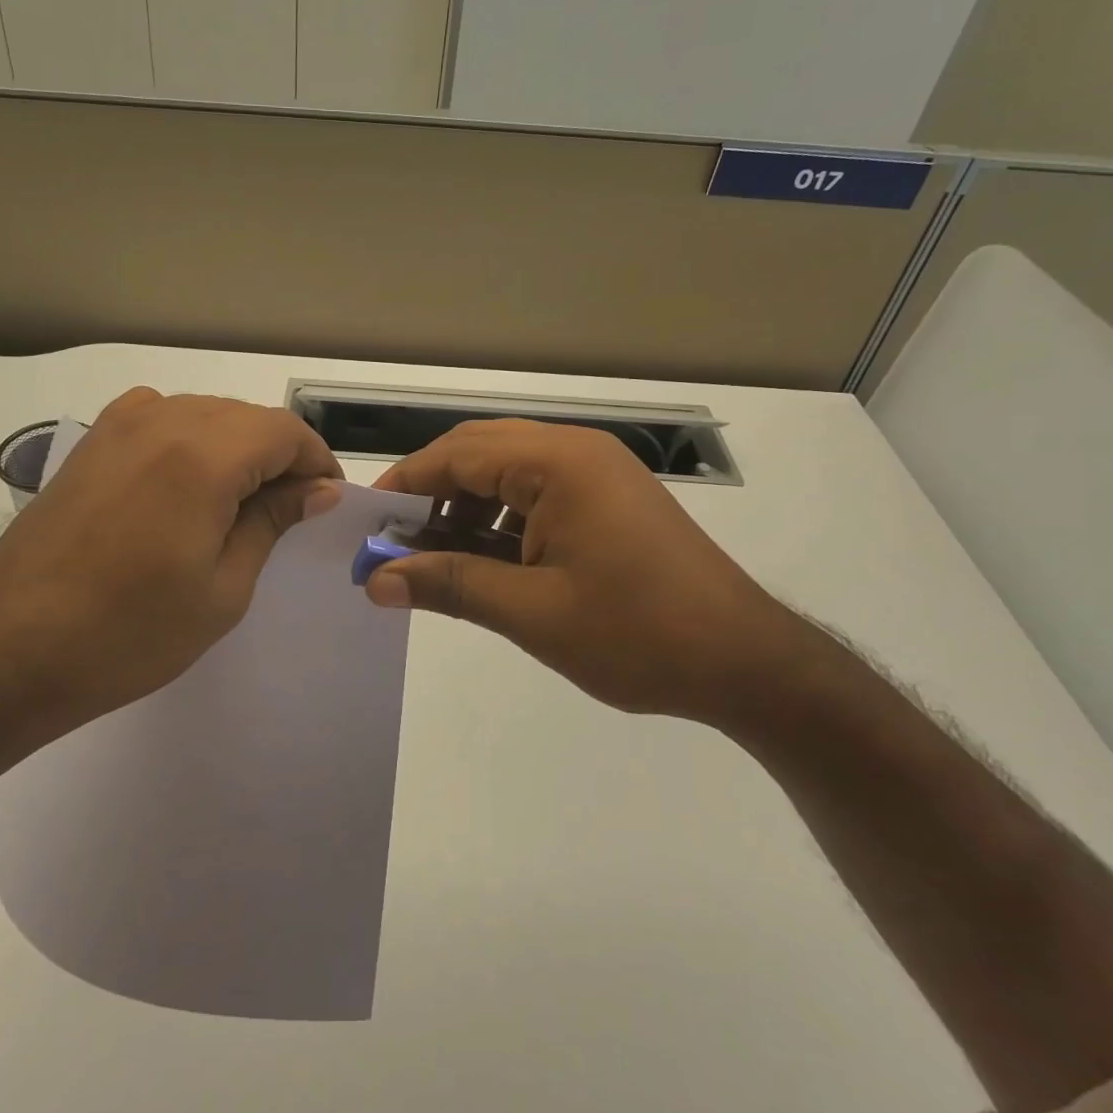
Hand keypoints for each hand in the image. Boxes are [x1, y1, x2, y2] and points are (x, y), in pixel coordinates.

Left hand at [0, 388, 341, 748]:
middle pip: (247, 417)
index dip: (315, 462)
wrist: (10, 649)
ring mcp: (119, 425)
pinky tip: (185, 487)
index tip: (324, 502)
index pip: (285, 431)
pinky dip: (190, 442)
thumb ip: (272, 522)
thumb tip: (316, 488)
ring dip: (235, 448)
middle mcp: (162, 420)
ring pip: (205, 413)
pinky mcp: (91, 441)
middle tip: (287, 512)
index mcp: (204, 456)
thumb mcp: (223, 588)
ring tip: (237, 506)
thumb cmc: (129, 632)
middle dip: (279, 456)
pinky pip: (162, 419)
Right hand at [367, 420, 819, 726]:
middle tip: (395, 539)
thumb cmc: (637, 633)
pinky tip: (485, 560)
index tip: (366, 521)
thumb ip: (450, 585)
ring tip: (434, 556)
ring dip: (466, 506)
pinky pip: (538, 492)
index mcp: (558, 463)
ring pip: (509, 471)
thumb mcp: (532, 612)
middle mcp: (577, 451)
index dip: (406, 484)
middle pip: (481, 451)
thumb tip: (376, 581)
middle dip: (433, 492)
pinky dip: (502, 518)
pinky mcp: (611, 498)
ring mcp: (599, 472)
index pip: (459, 454)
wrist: (746, 662)